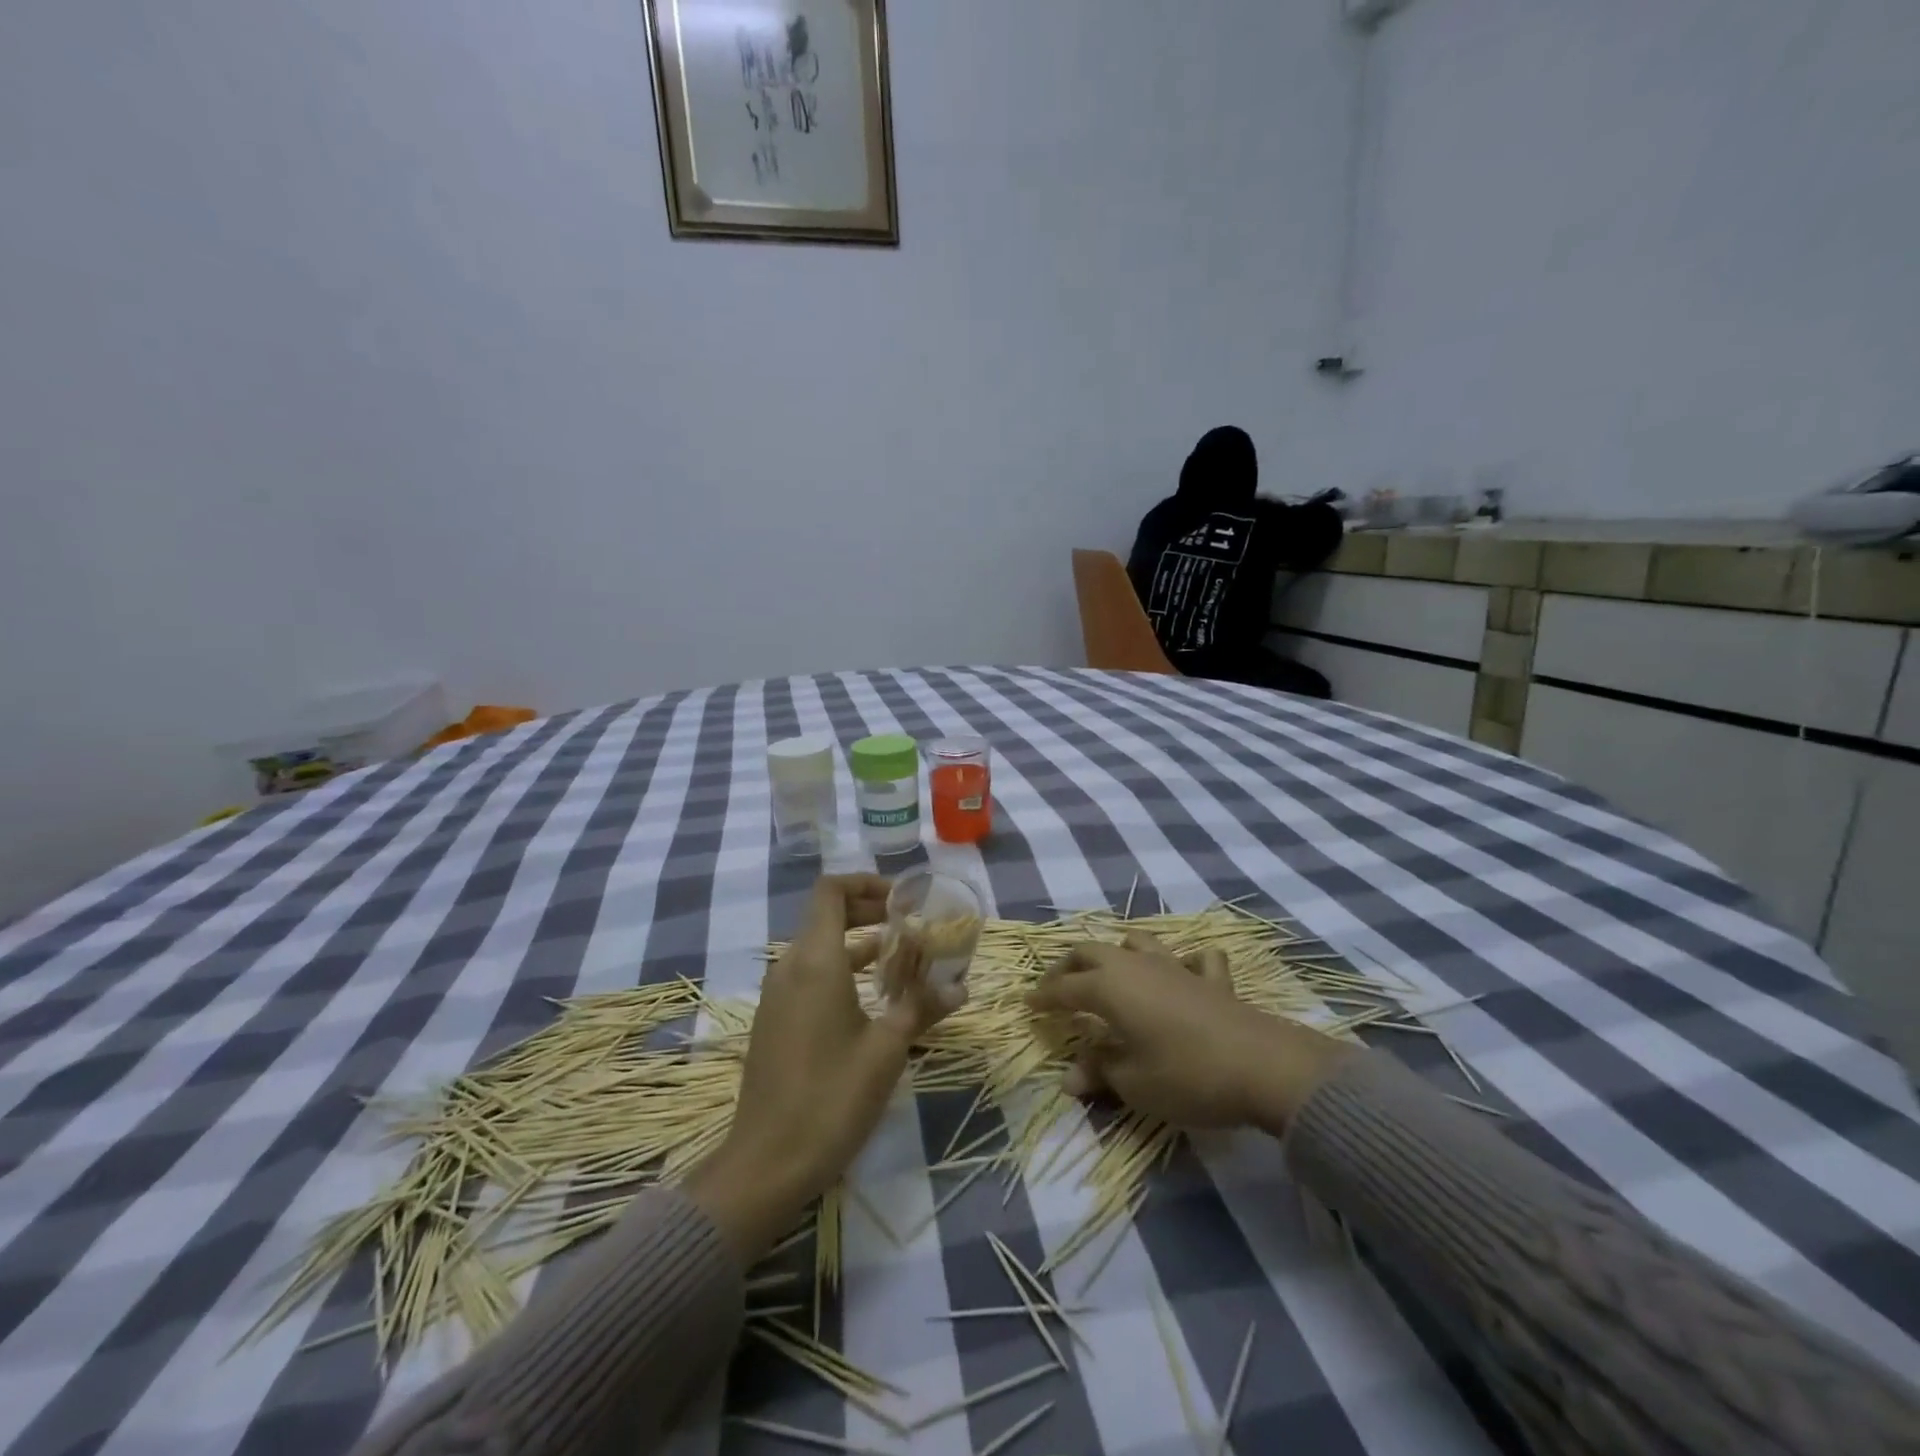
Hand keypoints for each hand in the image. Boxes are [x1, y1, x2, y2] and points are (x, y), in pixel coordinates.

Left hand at [686, 875, 950, 1261]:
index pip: (831, 890)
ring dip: (859, 944)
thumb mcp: (886, 1050)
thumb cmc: (831, 1098)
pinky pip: (810, 976)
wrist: (766, 1164)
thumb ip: (921, 1008)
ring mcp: (778, 995)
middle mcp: (790, 967)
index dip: (866, 883)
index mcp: (814, 961)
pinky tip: (875, 999)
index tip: (903, 899)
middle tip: (912, 924)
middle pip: (826, 915)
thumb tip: (961, 988)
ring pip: (820, 948)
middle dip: (870, 911)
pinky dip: (842, 970)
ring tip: (904, 959)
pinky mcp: (776, 1021)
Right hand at [1028, 930, 1351, 1132]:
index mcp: (1109, 988)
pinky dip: (1183, 961)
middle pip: (1091, 952)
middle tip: (1057, 987)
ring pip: (1136, 941)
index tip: (1028, 1004)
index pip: (1064, 988)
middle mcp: (1135, 966)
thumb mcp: (1133, 1083)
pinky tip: (1183, 971)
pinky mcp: (1211, 978)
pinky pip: (1193, 958)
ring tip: (1109, 967)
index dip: (1044, 997)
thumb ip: (1099, 1071)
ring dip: (1116, 951)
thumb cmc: (1186, 1075)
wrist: (1262, 1066)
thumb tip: (1069, 1077)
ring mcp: (1175, 967)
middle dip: (1068, 967)